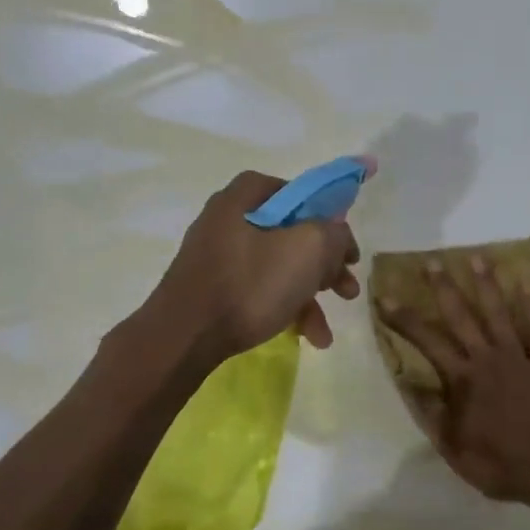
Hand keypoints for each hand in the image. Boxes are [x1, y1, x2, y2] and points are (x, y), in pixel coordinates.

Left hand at [149, 170, 364, 362]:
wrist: (183, 338)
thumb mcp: (308, 249)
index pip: (295, 190)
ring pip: (278, 266)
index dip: (325, 212)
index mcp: (245, 198)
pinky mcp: (213, 289)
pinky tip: (305, 336)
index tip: (342, 242)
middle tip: (347, 286)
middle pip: (291, 232)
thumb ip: (334, 233)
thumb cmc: (249, 284)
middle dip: (326, 264)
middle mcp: (227, 219)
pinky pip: (259, 289)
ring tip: (326, 330)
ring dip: (310, 294)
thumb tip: (337, 234)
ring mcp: (217, 256)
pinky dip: (285, 307)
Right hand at [377, 256, 529, 504]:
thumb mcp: (452, 448)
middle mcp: (488, 358)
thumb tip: (411, 384)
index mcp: (463, 379)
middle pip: (462, 316)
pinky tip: (528, 286)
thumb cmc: (498, 463)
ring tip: (478, 258)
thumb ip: (432, 413)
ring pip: (500, 314)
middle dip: (444, 288)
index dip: (404, 319)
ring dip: (488, 285)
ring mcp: (519, 357)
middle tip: (432, 262)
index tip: (386, 297)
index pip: (427, 341)